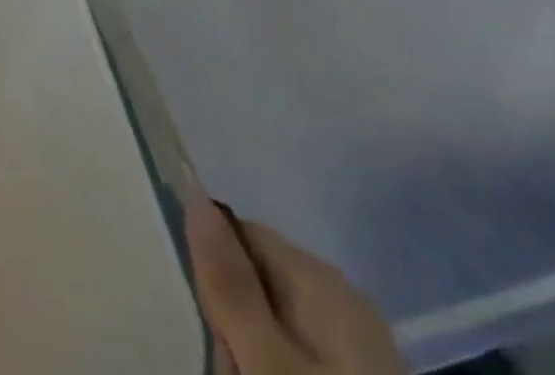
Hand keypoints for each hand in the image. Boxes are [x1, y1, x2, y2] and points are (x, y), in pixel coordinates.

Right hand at [185, 197, 405, 374]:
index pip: (243, 236)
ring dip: (253, 363)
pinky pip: (298, 363)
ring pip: (274, 333)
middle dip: (235, 332)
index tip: (214, 328)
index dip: (216, 274)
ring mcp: (360, 355)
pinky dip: (277, 374)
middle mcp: (345, 306)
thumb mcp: (270, 367)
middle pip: (258, 285)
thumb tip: (194, 196)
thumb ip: (231, 285)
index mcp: (325, 284)